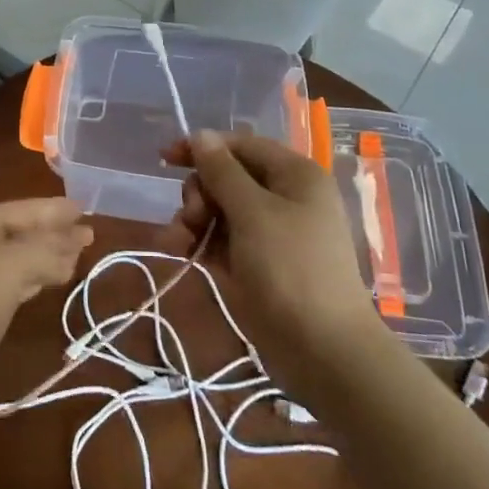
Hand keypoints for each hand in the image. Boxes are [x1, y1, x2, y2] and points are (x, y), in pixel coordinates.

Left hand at [0, 198, 92, 438]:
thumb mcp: (7, 271)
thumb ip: (44, 250)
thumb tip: (75, 240)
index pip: (23, 209)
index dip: (56, 210)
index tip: (87, 210)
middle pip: (19, 231)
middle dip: (53, 233)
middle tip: (89, 236)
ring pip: (14, 258)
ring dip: (44, 256)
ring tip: (75, 259)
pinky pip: (7, 284)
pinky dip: (30, 280)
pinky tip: (44, 284)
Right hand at [159, 130, 386, 410]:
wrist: (323, 353)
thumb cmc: (291, 270)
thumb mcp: (253, 213)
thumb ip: (222, 172)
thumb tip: (201, 135)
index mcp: (294, 175)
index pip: (241, 145)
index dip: (203, 148)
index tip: (165, 159)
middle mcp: (284, 197)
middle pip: (226, 177)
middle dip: (199, 193)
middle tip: (190, 218)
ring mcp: (270, 232)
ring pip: (219, 209)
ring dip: (192, 220)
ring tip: (177, 243)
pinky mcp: (257, 262)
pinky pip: (221, 239)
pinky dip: (200, 242)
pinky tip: (181, 253)